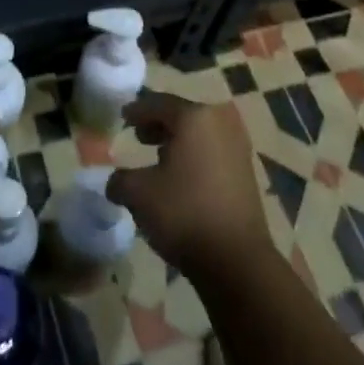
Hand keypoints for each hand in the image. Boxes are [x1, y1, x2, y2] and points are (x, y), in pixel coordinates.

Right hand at [106, 92, 269, 278]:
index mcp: (194, 117)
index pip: (158, 103)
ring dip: (177, 142)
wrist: (237, 261)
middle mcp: (220, 123)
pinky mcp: (247, 173)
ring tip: (157, 158)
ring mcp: (238, 148)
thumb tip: (116, 182)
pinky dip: (194, 157)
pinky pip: (213, 152)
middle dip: (158, 124)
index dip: (137, 110)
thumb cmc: (184, 213)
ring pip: (199, 135)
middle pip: (182, 115)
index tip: (122, 117)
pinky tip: (181, 178)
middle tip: (138, 136)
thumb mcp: (138, 194)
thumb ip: (120, 180)